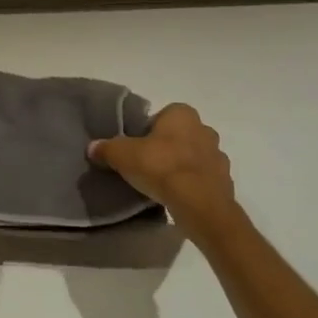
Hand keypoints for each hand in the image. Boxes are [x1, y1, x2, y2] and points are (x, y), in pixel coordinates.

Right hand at [88, 103, 235, 218]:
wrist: (199, 204)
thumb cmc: (160, 167)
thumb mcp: (122, 155)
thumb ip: (107, 148)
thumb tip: (93, 148)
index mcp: (182, 114)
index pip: (161, 116)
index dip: (147, 131)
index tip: (136, 149)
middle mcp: (204, 129)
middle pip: (179, 136)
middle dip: (166, 148)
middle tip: (147, 165)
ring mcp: (218, 156)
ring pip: (193, 157)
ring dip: (181, 167)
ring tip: (161, 185)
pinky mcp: (225, 181)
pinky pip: (203, 179)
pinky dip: (192, 185)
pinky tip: (177, 197)